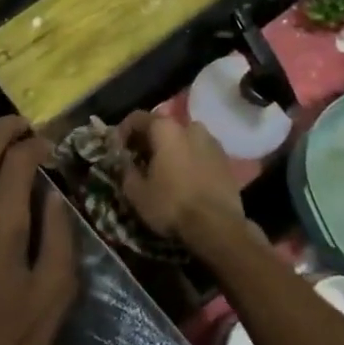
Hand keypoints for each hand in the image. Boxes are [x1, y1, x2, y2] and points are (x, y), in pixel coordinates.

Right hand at [116, 111, 250, 251]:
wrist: (217, 226)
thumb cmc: (172, 205)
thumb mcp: (137, 193)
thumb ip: (126, 171)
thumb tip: (125, 162)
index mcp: (166, 129)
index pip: (137, 118)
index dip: (123, 132)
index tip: (117, 150)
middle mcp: (190, 127)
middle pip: (163, 127)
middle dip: (149, 140)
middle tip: (140, 160)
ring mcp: (212, 142)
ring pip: (184, 139)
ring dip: (171, 149)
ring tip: (165, 170)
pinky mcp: (226, 159)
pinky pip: (200, 152)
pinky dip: (189, 159)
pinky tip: (185, 179)